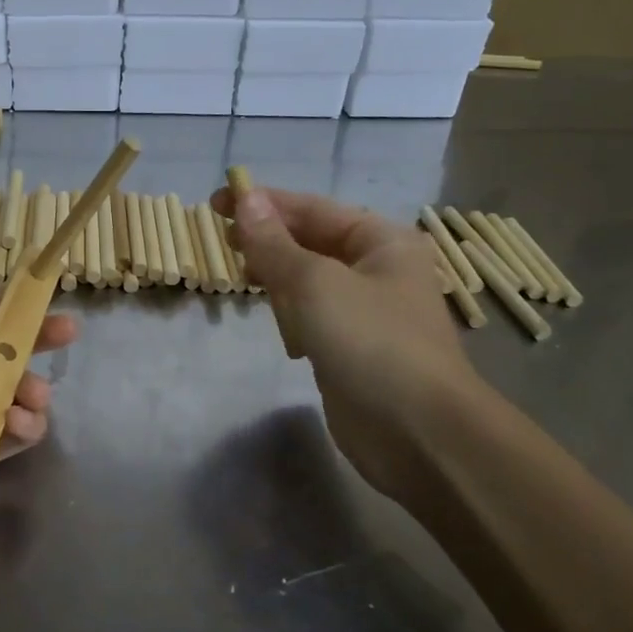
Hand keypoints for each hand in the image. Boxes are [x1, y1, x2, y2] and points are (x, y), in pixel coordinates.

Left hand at [0, 291, 77, 560]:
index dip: (15, 309)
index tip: (50, 301)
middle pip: (4, 354)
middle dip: (38, 341)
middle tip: (70, 334)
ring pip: (15, 396)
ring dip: (32, 390)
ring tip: (31, 397)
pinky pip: (12, 437)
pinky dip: (23, 428)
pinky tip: (15, 426)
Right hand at [210, 184, 482, 501]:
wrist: (417, 432)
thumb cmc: (370, 342)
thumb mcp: (315, 283)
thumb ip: (274, 244)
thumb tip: (245, 199)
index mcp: (381, 241)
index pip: (312, 209)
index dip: (263, 203)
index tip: (215, 202)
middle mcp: (376, 269)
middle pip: (310, 241)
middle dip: (266, 239)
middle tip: (220, 241)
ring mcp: (364, 311)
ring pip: (307, 280)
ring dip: (274, 275)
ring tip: (238, 276)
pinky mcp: (349, 347)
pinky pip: (309, 315)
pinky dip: (287, 311)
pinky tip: (268, 318)